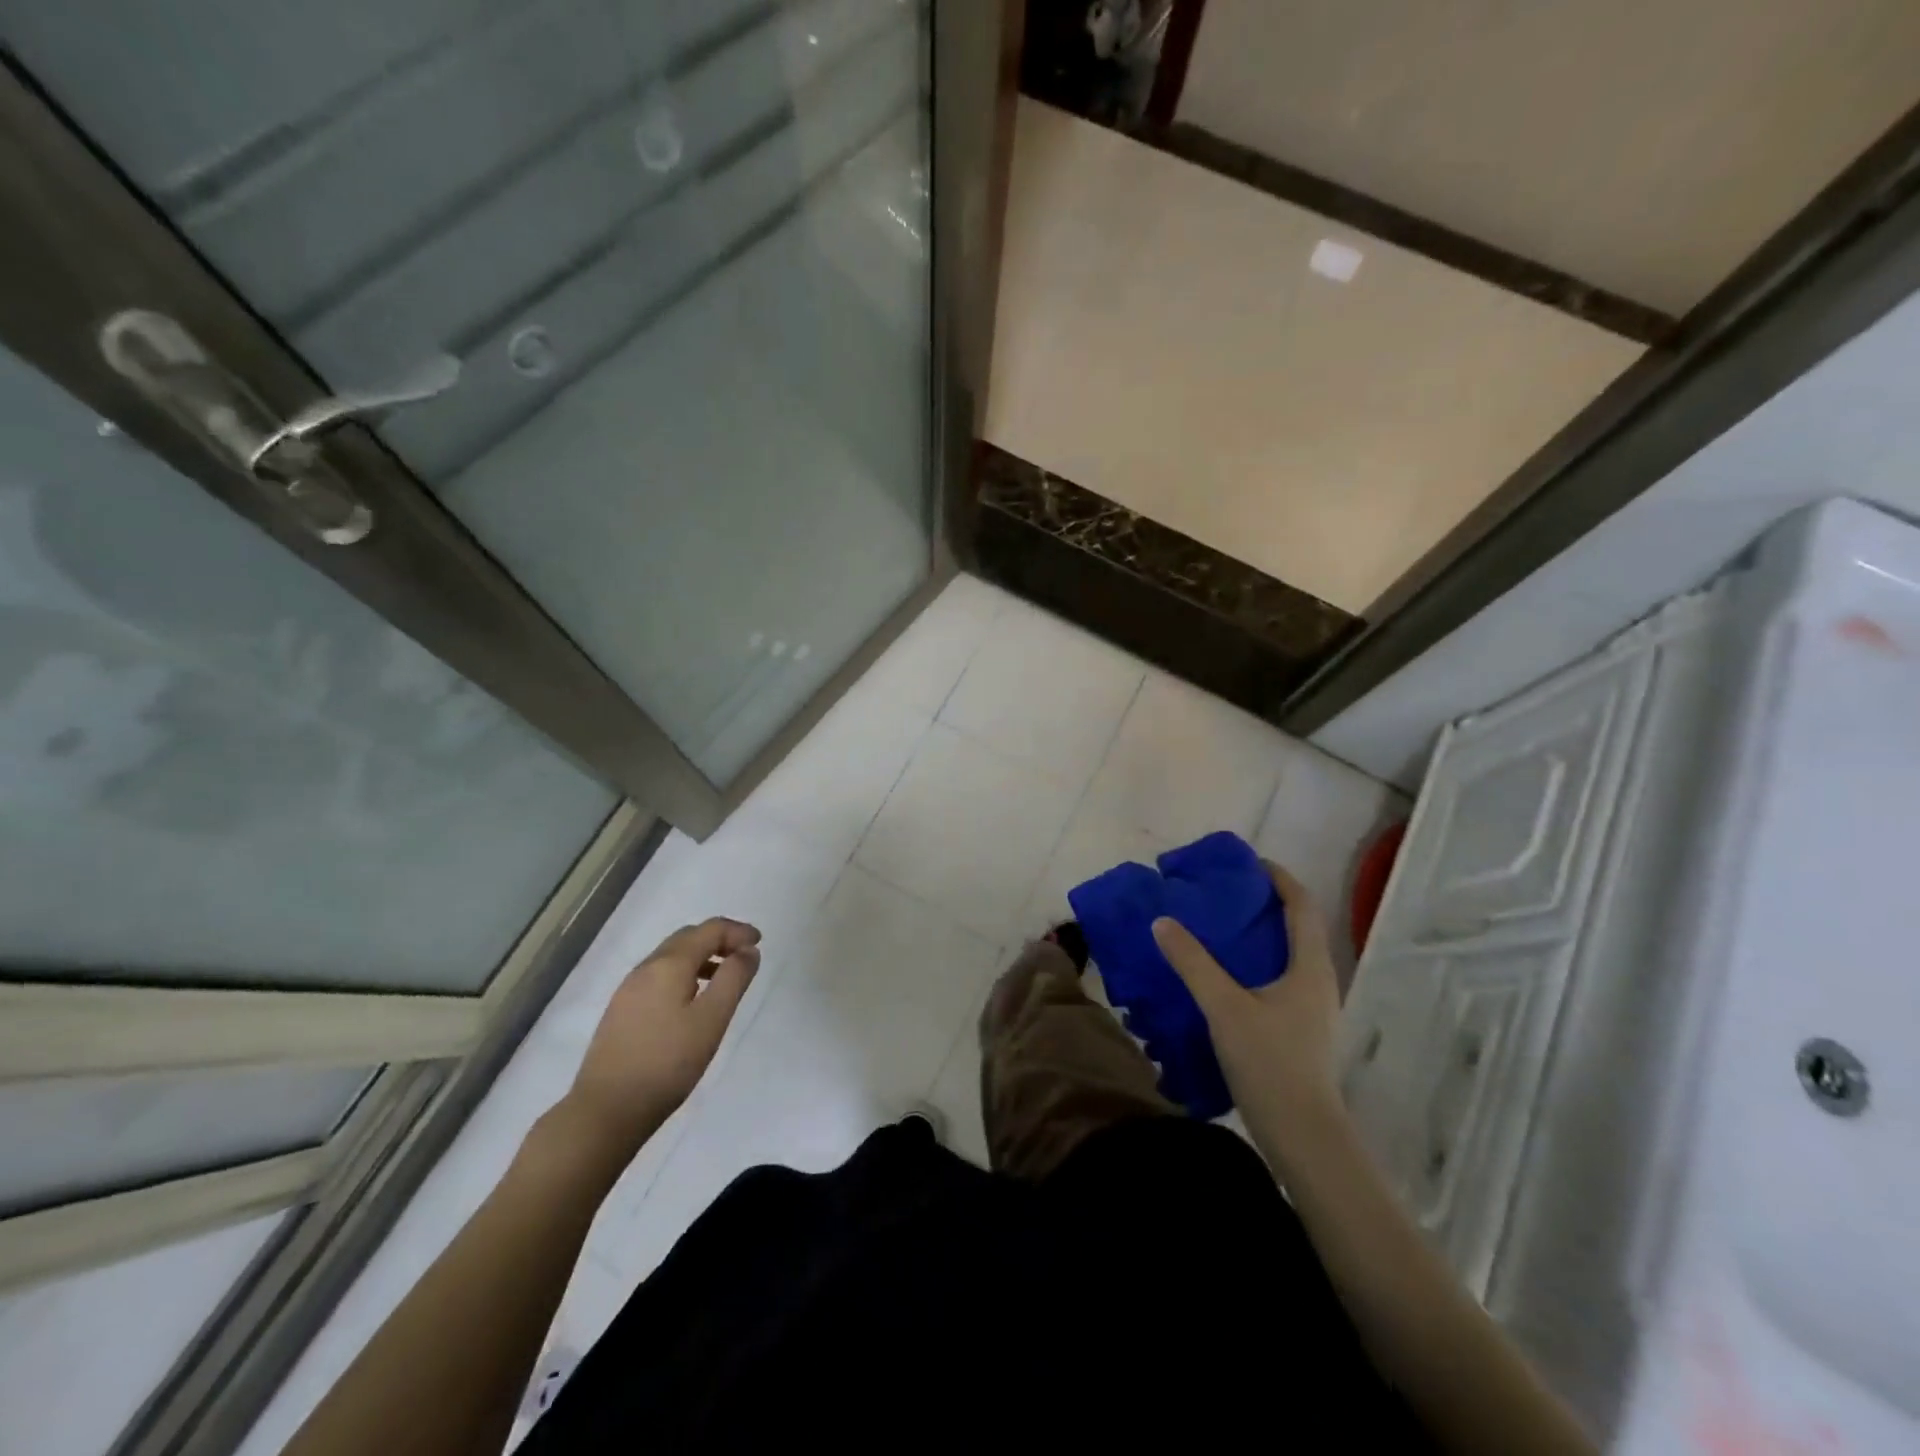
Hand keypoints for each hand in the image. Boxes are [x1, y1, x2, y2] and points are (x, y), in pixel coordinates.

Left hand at [557, 917, 760, 1159]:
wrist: (606, 1110)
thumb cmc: (668, 1062)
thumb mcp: (712, 1019)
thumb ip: (734, 978)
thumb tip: (748, 950)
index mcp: (669, 964)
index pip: (709, 930)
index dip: (738, 931)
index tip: (760, 943)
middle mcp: (646, 968)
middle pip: (687, 938)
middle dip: (719, 939)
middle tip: (745, 956)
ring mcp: (628, 990)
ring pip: (671, 957)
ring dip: (701, 957)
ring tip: (723, 978)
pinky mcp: (621, 1011)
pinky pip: (659, 977)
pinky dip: (683, 974)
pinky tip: (691, 1001)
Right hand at [1152, 862, 1345, 1165]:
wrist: (1303, 1136)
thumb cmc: (1270, 1062)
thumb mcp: (1224, 1007)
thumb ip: (1193, 962)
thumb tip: (1163, 921)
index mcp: (1310, 967)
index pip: (1301, 906)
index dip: (1279, 878)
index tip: (1249, 862)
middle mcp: (1318, 982)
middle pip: (1298, 928)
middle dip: (1265, 905)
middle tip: (1225, 894)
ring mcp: (1313, 1009)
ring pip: (1288, 956)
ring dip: (1260, 936)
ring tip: (1220, 929)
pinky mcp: (1301, 1031)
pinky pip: (1280, 980)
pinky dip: (1256, 964)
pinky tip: (1225, 977)